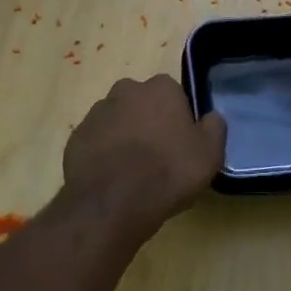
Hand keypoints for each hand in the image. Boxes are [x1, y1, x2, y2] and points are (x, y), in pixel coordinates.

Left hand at [60, 75, 226, 239]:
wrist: (113, 202)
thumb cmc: (169, 171)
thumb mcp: (210, 153)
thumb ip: (215, 127)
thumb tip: (211, 117)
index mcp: (160, 88)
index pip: (174, 94)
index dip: (179, 118)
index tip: (182, 143)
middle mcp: (125, 90)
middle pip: (142, 104)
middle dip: (149, 122)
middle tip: (158, 157)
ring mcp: (96, 113)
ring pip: (117, 121)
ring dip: (125, 138)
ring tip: (134, 172)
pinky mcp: (76, 138)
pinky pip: (96, 142)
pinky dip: (104, 155)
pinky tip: (113, 180)